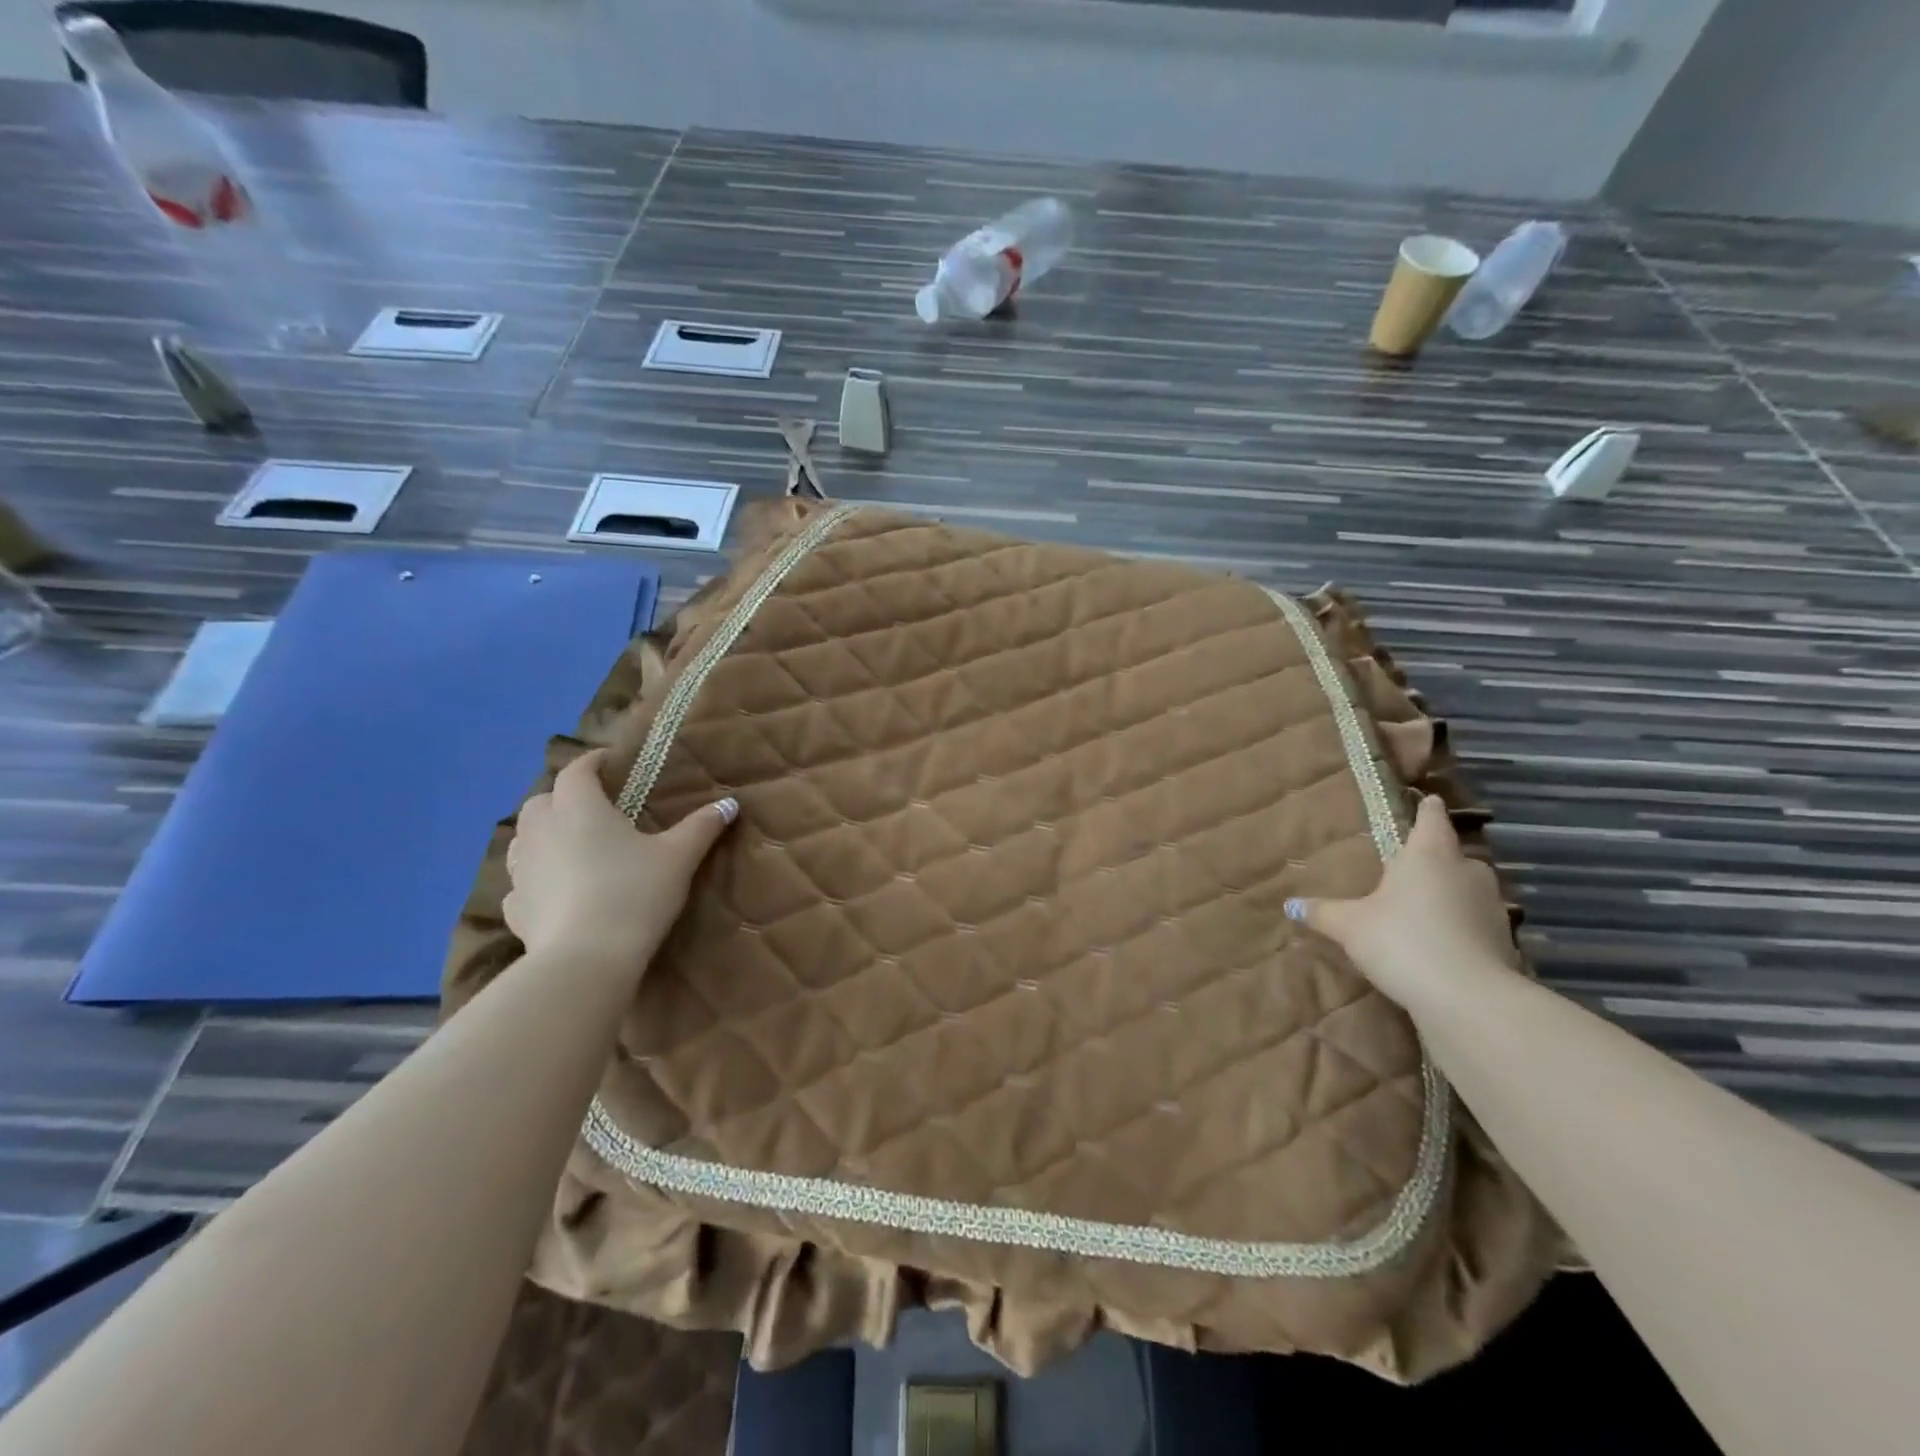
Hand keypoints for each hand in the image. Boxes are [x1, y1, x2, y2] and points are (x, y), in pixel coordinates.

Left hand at [503, 749, 737, 975]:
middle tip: (593, 807)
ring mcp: (521, 870)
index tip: (610, 763)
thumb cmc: (635, 893)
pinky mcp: (515, 908)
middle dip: (563, 797)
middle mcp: (541, 830)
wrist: (586, 959)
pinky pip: (521, 882)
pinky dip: (536, 878)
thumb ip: (702, 826)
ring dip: (543, 834)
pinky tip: (557, 892)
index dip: (593, 762)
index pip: (577, 770)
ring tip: (572, 846)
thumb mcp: (679, 857)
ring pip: (523, 838)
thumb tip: (730, 803)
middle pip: (542, 800)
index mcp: (579, 808)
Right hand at [1285, 795, 1519, 1009]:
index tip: (1429, 801)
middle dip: (1436, 859)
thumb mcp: (1350, 926)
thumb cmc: (1402, 941)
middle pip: (1453, 855)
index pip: (1432, 819)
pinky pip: (1477, 923)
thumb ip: (1323, 912)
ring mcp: (1491, 907)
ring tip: (1423, 907)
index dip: (1428, 809)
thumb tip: (1290, 905)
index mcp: (1428, 855)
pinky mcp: (1504, 942)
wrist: (1468, 999)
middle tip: (1410, 867)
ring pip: (1468, 889)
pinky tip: (1442, 944)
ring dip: (1451, 895)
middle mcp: (1466, 872)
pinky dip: (1462, 927)